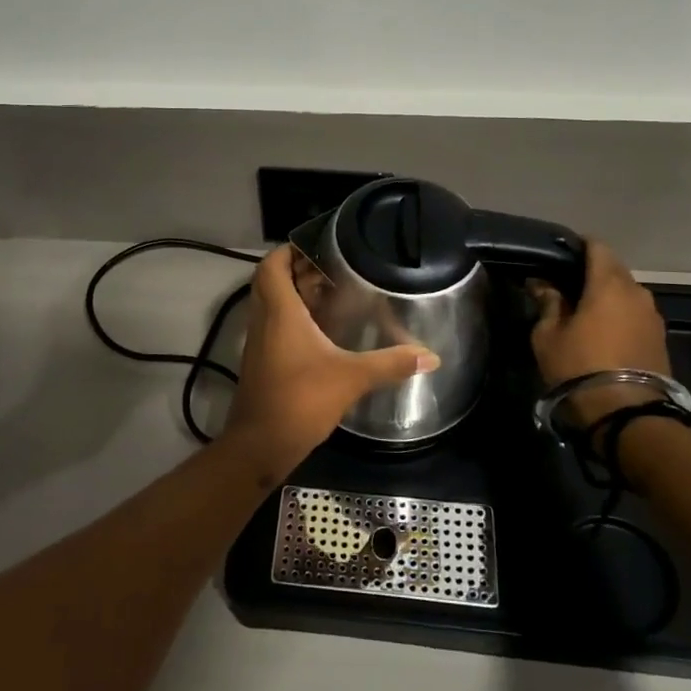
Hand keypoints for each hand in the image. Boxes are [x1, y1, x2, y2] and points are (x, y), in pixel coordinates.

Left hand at [225, 246, 437, 477]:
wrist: (260, 445)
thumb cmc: (300, 400)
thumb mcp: (351, 378)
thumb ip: (390, 364)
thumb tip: (431, 357)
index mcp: (279, 312)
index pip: (272, 265)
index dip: (289, 250)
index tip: (318, 245)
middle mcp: (264, 320)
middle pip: (272, 281)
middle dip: (299, 270)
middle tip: (334, 267)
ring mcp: (259, 342)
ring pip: (272, 304)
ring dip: (296, 294)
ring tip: (332, 292)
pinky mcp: (263, 361)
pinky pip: (275, 325)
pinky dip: (294, 318)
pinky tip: (323, 330)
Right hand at [527, 240, 670, 420]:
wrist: (627, 414)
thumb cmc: (579, 367)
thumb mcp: (548, 335)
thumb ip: (548, 303)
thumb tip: (542, 284)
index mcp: (608, 284)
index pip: (597, 247)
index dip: (578, 246)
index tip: (559, 254)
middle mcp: (637, 292)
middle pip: (613, 269)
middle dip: (591, 272)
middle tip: (565, 284)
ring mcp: (653, 316)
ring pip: (626, 293)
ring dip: (607, 295)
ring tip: (583, 310)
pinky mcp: (660, 338)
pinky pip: (635, 314)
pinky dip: (619, 314)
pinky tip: (602, 330)